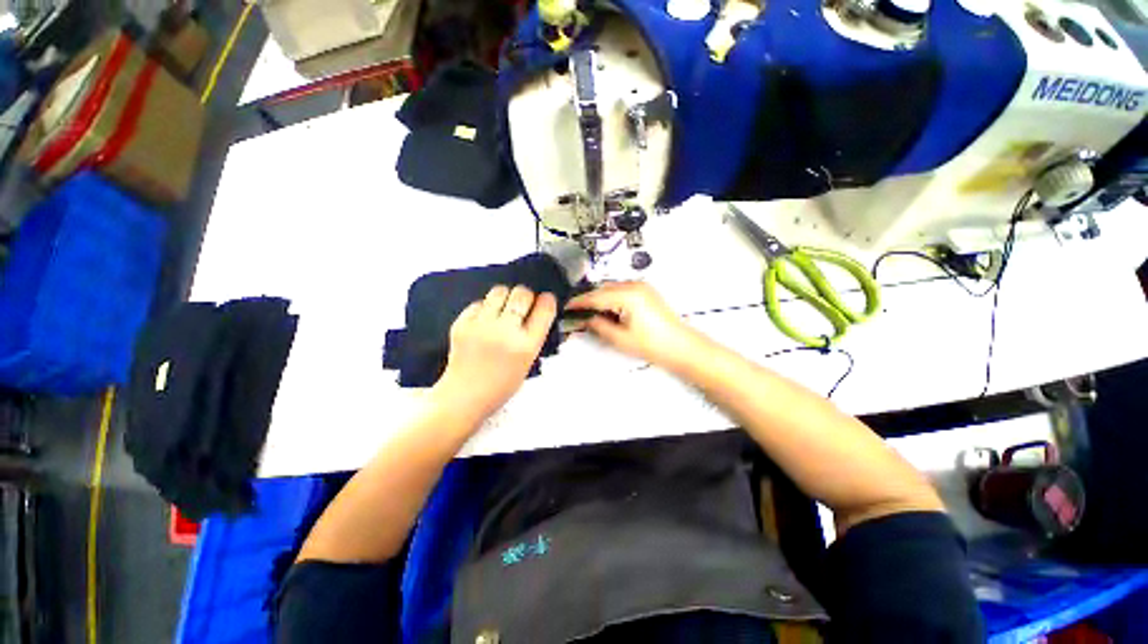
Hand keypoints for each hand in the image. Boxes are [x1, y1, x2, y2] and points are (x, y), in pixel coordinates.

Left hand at [432, 285, 557, 423]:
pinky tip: (484, 320)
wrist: (463, 397)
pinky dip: (484, 308)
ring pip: (499, 291)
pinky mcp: (462, 323)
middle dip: (526, 296)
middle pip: (522, 294)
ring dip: (505, 297)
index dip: (548, 300)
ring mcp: (482, 326)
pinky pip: (478, 303)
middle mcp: (505, 332)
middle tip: (523, 304)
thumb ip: (534, 337)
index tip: (546, 299)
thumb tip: (538, 311)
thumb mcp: (528, 363)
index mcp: (526, 346)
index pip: (544, 309)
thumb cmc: (500, 385)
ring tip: (503, 307)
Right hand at [565, 282, 702, 369]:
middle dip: (589, 300)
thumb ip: (598, 325)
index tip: (565, 307)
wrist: (682, 347)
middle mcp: (634, 285)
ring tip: (589, 313)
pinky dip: (611, 298)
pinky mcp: (647, 291)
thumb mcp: (619, 338)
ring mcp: (642, 286)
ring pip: (612, 288)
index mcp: (627, 295)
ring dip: (600, 298)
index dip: (578, 302)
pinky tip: (607, 310)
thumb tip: (584, 318)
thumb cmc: (652, 345)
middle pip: (603, 289)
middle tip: (576, 312)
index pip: (595, 296)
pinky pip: (622, 290)